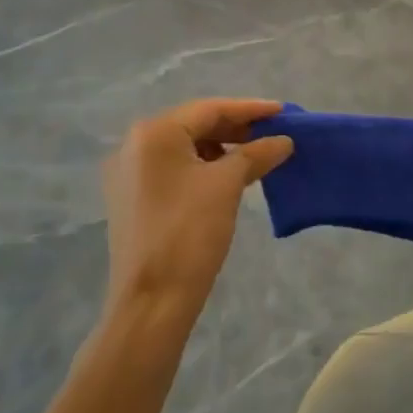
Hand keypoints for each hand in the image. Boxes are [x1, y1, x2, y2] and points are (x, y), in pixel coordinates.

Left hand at [102, 99, 292, 316]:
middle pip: (194, 125)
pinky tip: (227, 178)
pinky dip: (202, 167)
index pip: (209, 109)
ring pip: (184, 148)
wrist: (151, 303)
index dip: (250, 109)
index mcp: (154, 133)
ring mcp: (128, 174)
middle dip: (235, 129)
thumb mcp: (227, 186)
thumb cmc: (189, 233)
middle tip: (272, 134)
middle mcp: (134, 145)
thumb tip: (283, 140)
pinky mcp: (131, 199)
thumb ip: (256, 154)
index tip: (282, 111)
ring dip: (220, 149)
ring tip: (254, 157)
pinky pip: (172, 169)